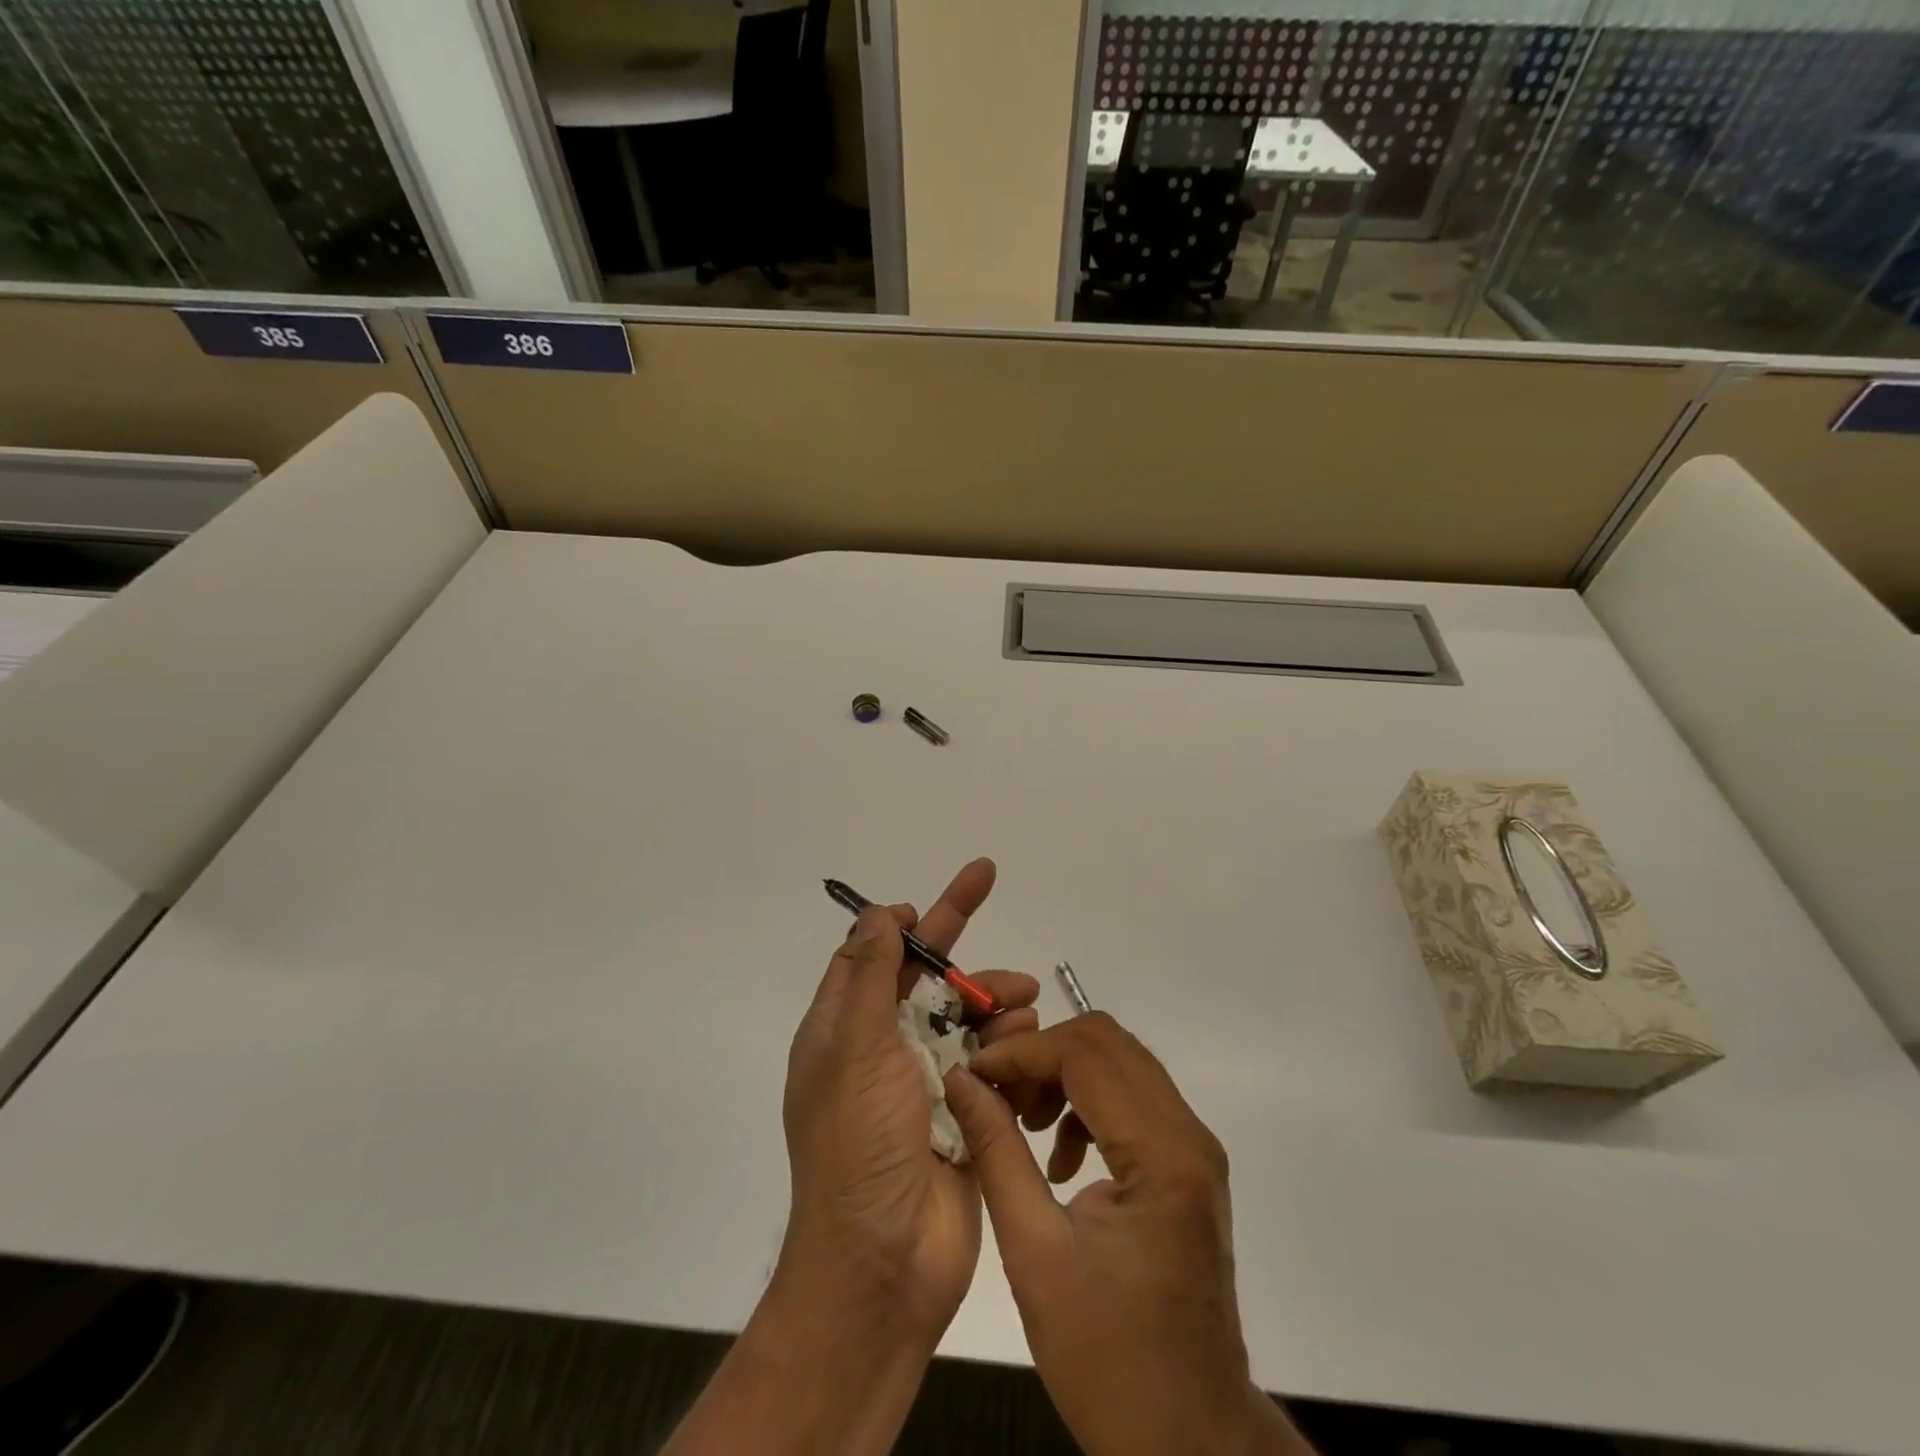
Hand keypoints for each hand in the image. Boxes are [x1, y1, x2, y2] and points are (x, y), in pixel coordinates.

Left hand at [779, 858, 1039, 1345]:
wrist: (885, 1263)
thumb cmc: (858, 1144)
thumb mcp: (853, 1048)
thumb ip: (869, 976)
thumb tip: (878, 914)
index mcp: (845, 1031)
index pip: (872, 956)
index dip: (897, 923)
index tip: (924, 903)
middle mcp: (882, 1050)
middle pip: (923, 975)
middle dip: (954, 933)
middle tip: (986, 878)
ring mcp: (925, 1082)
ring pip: (964, 1016)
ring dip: (992, 996)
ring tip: (1023, 997)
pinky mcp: (965, 1113)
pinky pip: (990, 1060)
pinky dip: (1008, 1043)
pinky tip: (1027, 1040)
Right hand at [944, 1013, 1314, 1455]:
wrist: (1189, 1438)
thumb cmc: (1108, 1358)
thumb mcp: (1034, 1255)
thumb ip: (996, 1153)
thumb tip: (961, 1082)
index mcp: (1162, 1154)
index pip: (1085, 1054)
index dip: (1021, 1052)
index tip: (974, 1073)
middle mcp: (1188, 1134)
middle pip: (1108, 1044)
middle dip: (1043, 1054)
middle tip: (998, 1093)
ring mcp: (1194, 1148)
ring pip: (1121, 1064)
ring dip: (1064, 1075)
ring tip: (1022, 1121)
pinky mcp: (1187, 1166)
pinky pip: (1132, 1100)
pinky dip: (1086, 1104)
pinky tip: (1058, 1158)